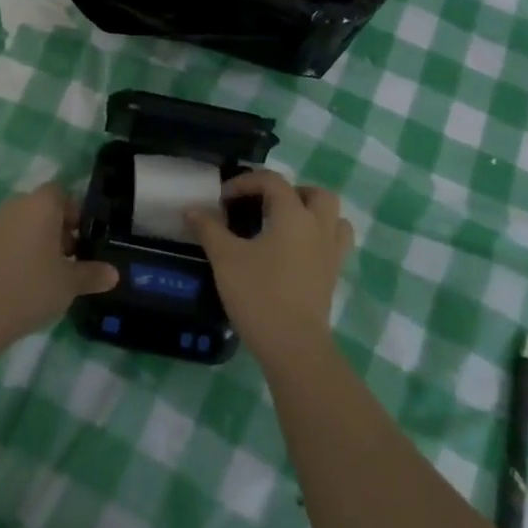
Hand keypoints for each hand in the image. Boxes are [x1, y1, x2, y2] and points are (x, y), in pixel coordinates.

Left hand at [0, 184, 117, 353]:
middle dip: (52, 232)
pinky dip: (3, 261)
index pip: (60, 193)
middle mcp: (11, 208)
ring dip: (27, 246)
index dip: (72, 213)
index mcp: (40, 206)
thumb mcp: (69, 285)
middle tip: (63, 263)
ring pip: (14, 229)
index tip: (79, 242)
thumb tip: (113, 273)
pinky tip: (6, 291)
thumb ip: (92, 275)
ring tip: (36, 281)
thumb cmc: (29, 288)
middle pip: (37, 210)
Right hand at [185, 171, 353, 365]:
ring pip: (333, 217)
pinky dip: (320, 237)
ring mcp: (331, 252)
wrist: (293, 345)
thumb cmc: (258, 295)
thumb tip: (192, 210)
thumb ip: (209, 229)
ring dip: (312, 212)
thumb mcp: (225, 259)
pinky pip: (335, 243)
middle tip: (265, 206)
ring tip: (285, 225)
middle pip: (315, 193)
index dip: (246, 182)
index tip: (223, 199)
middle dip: (290, 192)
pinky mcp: (333, 275)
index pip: (273, 181)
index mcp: (293, 215)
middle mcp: (318, 227)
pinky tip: (296, 252)